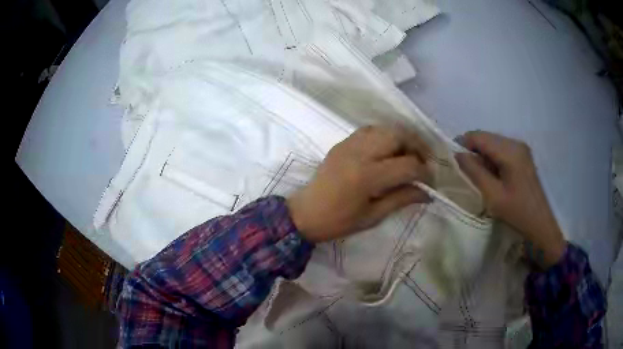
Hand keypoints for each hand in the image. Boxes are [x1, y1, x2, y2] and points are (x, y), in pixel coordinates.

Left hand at [287, 126, 431, 242]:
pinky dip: (386, 135)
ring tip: (410, 154)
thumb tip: (428, 193)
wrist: (305, 213)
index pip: (407, 165)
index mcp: (367, 176)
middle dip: (418, 146)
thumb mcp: (373, 216)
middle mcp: (359, 153)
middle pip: (398, 135)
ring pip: (385, 128)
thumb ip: (402, 199)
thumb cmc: (338, 221)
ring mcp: (349, 144)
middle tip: (424, 162)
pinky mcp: (342, 142)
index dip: (425, 173)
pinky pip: (370, 130)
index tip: (430, 183)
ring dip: (403, 138)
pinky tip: (389, 150)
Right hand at [455, 131, 565, 267]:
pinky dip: (492, 160)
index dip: (462, 145)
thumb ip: (474, 172)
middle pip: (486, 138)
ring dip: (482, 157)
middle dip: (473, 152)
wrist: (540, 223)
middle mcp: (515, 143)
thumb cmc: (517, 212)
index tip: (453, 162)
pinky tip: (493, 177)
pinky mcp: (522, 156)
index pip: (478, 136)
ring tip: (480, 178)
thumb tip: (457, 155)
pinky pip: (501, 150)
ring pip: (492, 144)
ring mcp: (520, 148)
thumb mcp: (493, 195)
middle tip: (466, 173)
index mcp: (509, 151)